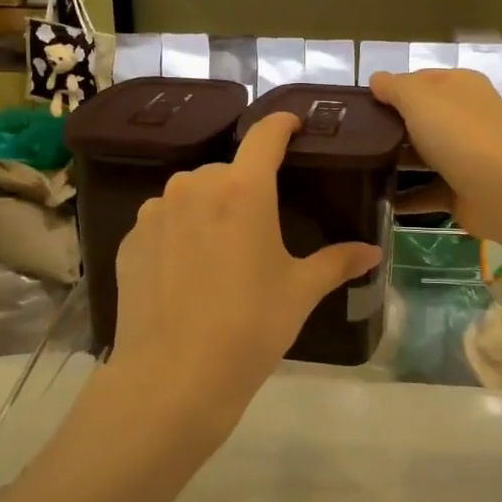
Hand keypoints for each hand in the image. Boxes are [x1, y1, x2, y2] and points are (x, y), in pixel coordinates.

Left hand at [106, 112, 382, 450]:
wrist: (173, 377)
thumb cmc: (250, 327)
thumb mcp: (300, 292)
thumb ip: (337, 263)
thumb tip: (373, 252)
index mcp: (242, 189)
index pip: (264, 136)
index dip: (281, 125)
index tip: (293, 124)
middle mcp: (194, 187)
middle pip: (227, 172)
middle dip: (245, 188)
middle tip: (259, 227)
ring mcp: (155, 212)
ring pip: (191, 196)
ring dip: (209, 211)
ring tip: (219, 255)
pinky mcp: (128, 240)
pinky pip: (162, 223)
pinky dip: (178, 235)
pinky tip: (185, 274)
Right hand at [370, 68, 501, 242]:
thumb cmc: (459, 133)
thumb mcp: (419, 98)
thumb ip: (395, 87)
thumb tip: (376, 79)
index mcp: (461, 87)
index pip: (420, 80)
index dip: (392, 89)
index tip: (360, 106)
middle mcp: (466, 117)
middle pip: (421, 118)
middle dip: (390, 127)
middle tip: (353, 138)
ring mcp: (466, 155)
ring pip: (424, 155)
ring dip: (396, 163)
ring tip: (360, 169)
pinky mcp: (463, 190)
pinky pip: (427, 191)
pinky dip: (407, 198)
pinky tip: (379, 202)